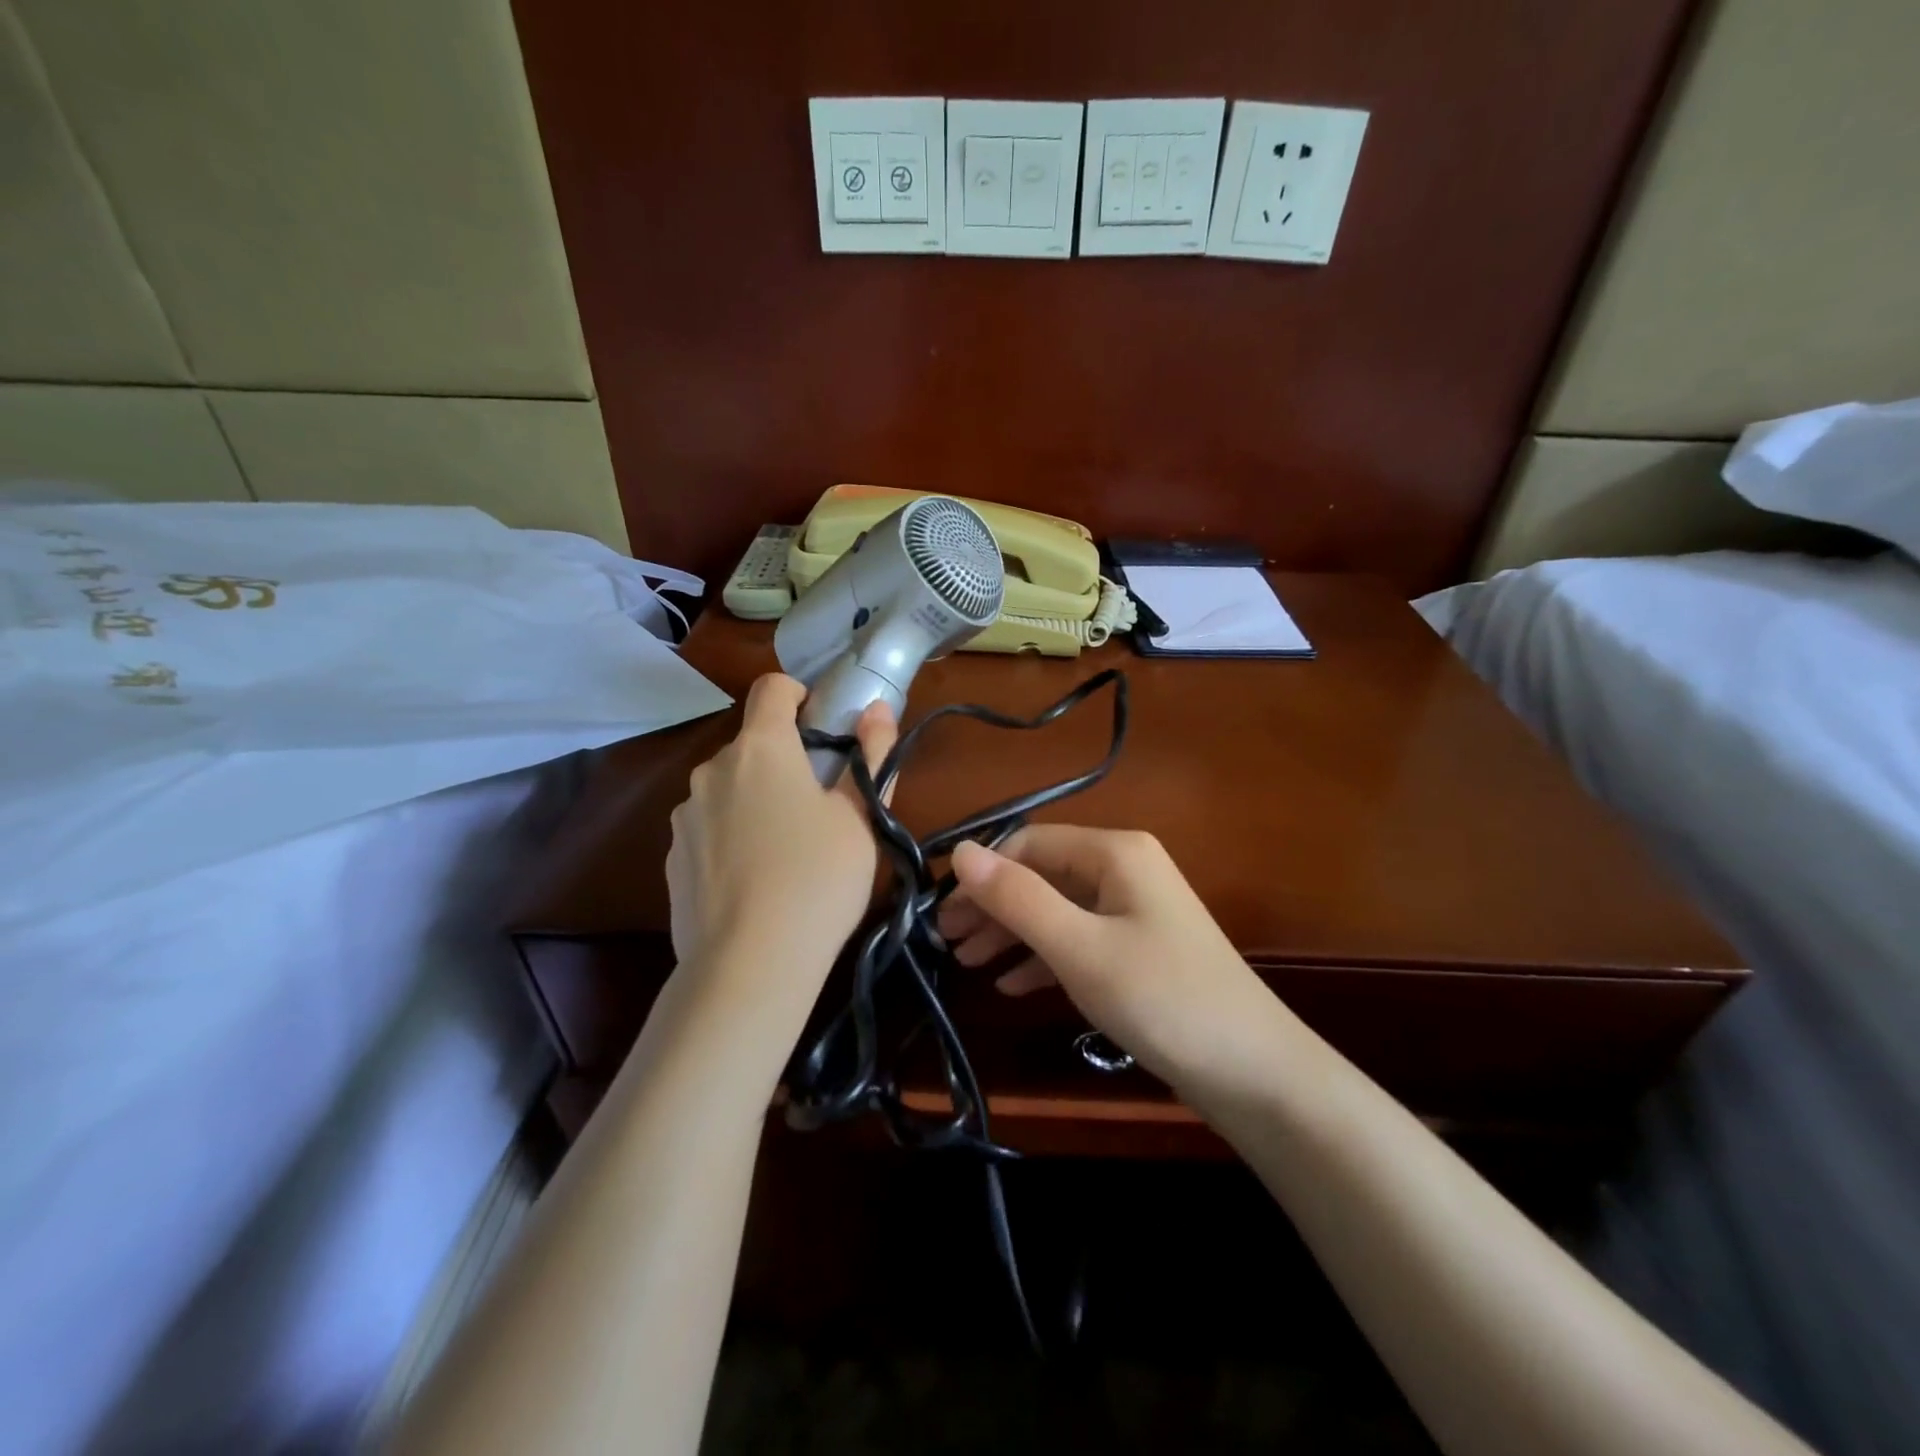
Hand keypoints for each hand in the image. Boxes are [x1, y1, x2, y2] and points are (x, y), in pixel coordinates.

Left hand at [666, 674, 895, 999]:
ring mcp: (685, 815)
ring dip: (755, 800)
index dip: (799, 695)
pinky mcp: (672, 857)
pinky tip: (754, 882)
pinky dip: (731, 837)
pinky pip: (708, 828)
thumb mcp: (861, 819)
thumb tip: (877, 709)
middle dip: (784, 760)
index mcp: (762, 749)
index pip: (772, 688)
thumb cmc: (819, 879)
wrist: (750, 964)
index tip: (822, 728)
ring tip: (786, 852)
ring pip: (728, 788)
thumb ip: (871, 756)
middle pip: (752, 744)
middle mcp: (713, 770)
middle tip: (819, 805)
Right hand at [941, 827, 1286, 1089]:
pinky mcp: (1139, 950)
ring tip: (967, 964)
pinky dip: (1043, 957)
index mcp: (1115, 852)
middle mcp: (1125, 869)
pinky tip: (1012, 984)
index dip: (982, 874)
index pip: (1029, 843)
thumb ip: (1017, 898)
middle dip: (993, 905)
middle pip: (1041, 875)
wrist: (1255, 1074)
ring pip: (1057, 909)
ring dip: (1012, 933)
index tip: (940, 914)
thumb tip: (960, 851)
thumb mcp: (1079, 947)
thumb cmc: (1161, 999)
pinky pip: (1079, 940)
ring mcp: (1135, 910)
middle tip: (946, 942)